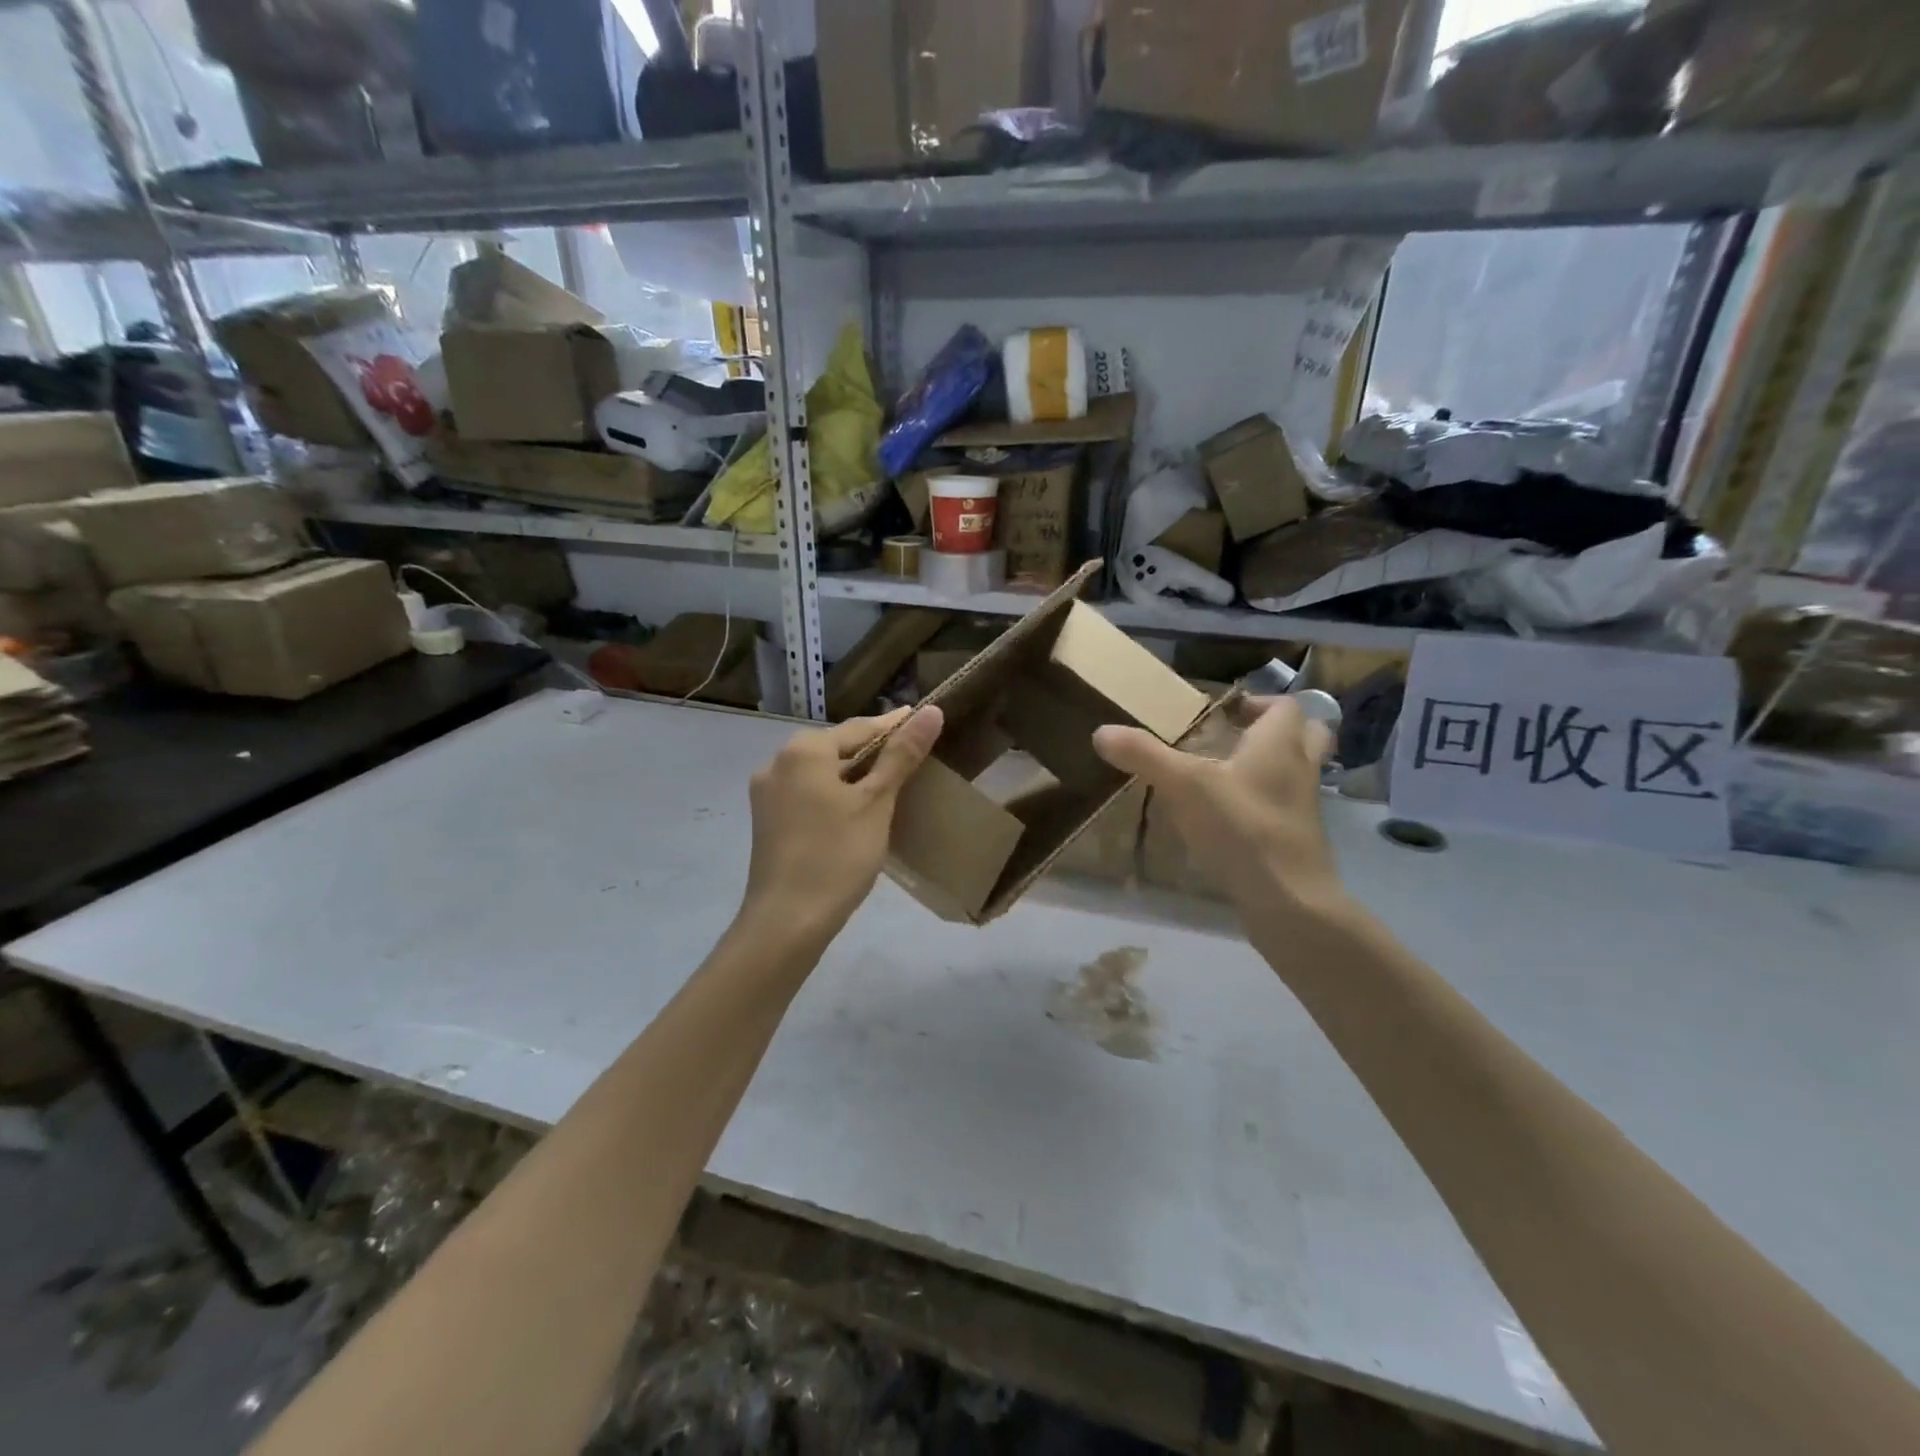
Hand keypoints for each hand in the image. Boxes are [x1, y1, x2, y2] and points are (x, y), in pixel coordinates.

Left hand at [741, 706, 944, 938]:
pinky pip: (807, 794)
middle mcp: (777, 762)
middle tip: (912, 758)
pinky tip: (854, 811)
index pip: (860, 727)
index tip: (924, 721)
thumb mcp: (876, 803)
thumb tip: (931, 711)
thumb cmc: (837, 856)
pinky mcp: (766, 820)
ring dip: (853, 775)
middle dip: (873, 752)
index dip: (895, 726)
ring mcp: (767, 793)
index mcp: (804, 750)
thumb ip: (902, 755)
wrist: (786, 922)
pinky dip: (833, 795)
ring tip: (889, 785)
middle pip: (837, 748)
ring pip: (820, 772)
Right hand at [1092, 698, 1344, 922]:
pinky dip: (1264, 804)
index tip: (1225, 712)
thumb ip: (1144, 755)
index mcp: (1279, 744)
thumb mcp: (1183, 785)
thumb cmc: (1241, 828)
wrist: (1288, 900)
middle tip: (1237, 737)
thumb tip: (1101, 731)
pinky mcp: (1297, 840)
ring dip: (1272, 767)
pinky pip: (1285, 808)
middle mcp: (1299, 769)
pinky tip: (1229, 817)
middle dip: (1277, 730)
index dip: (1258, 702)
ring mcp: (1303, 808)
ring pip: (1298, 773)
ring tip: (1229, 775)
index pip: (1285, 706)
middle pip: (1308, 734)